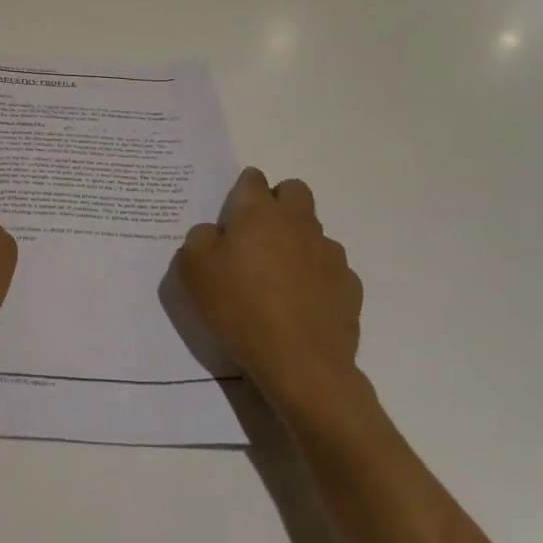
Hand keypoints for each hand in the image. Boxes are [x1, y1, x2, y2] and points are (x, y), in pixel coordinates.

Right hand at [173, 169, 365, 414]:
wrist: (301, 364)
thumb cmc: (240, 308)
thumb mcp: (192, 270)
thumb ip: (199, 239)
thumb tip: (214, 233)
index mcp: (259, 212)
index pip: (253, 178)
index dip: (241, 191)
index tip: (232, 217)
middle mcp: (298, 222)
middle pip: (294, 191)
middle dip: (278, 202)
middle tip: (258, 236)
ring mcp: (329, 253)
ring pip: (314, 230)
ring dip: (298, 241)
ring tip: (280, 278)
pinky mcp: (349, 286)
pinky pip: (331, 268)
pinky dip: (318, 277)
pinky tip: (303, 304)